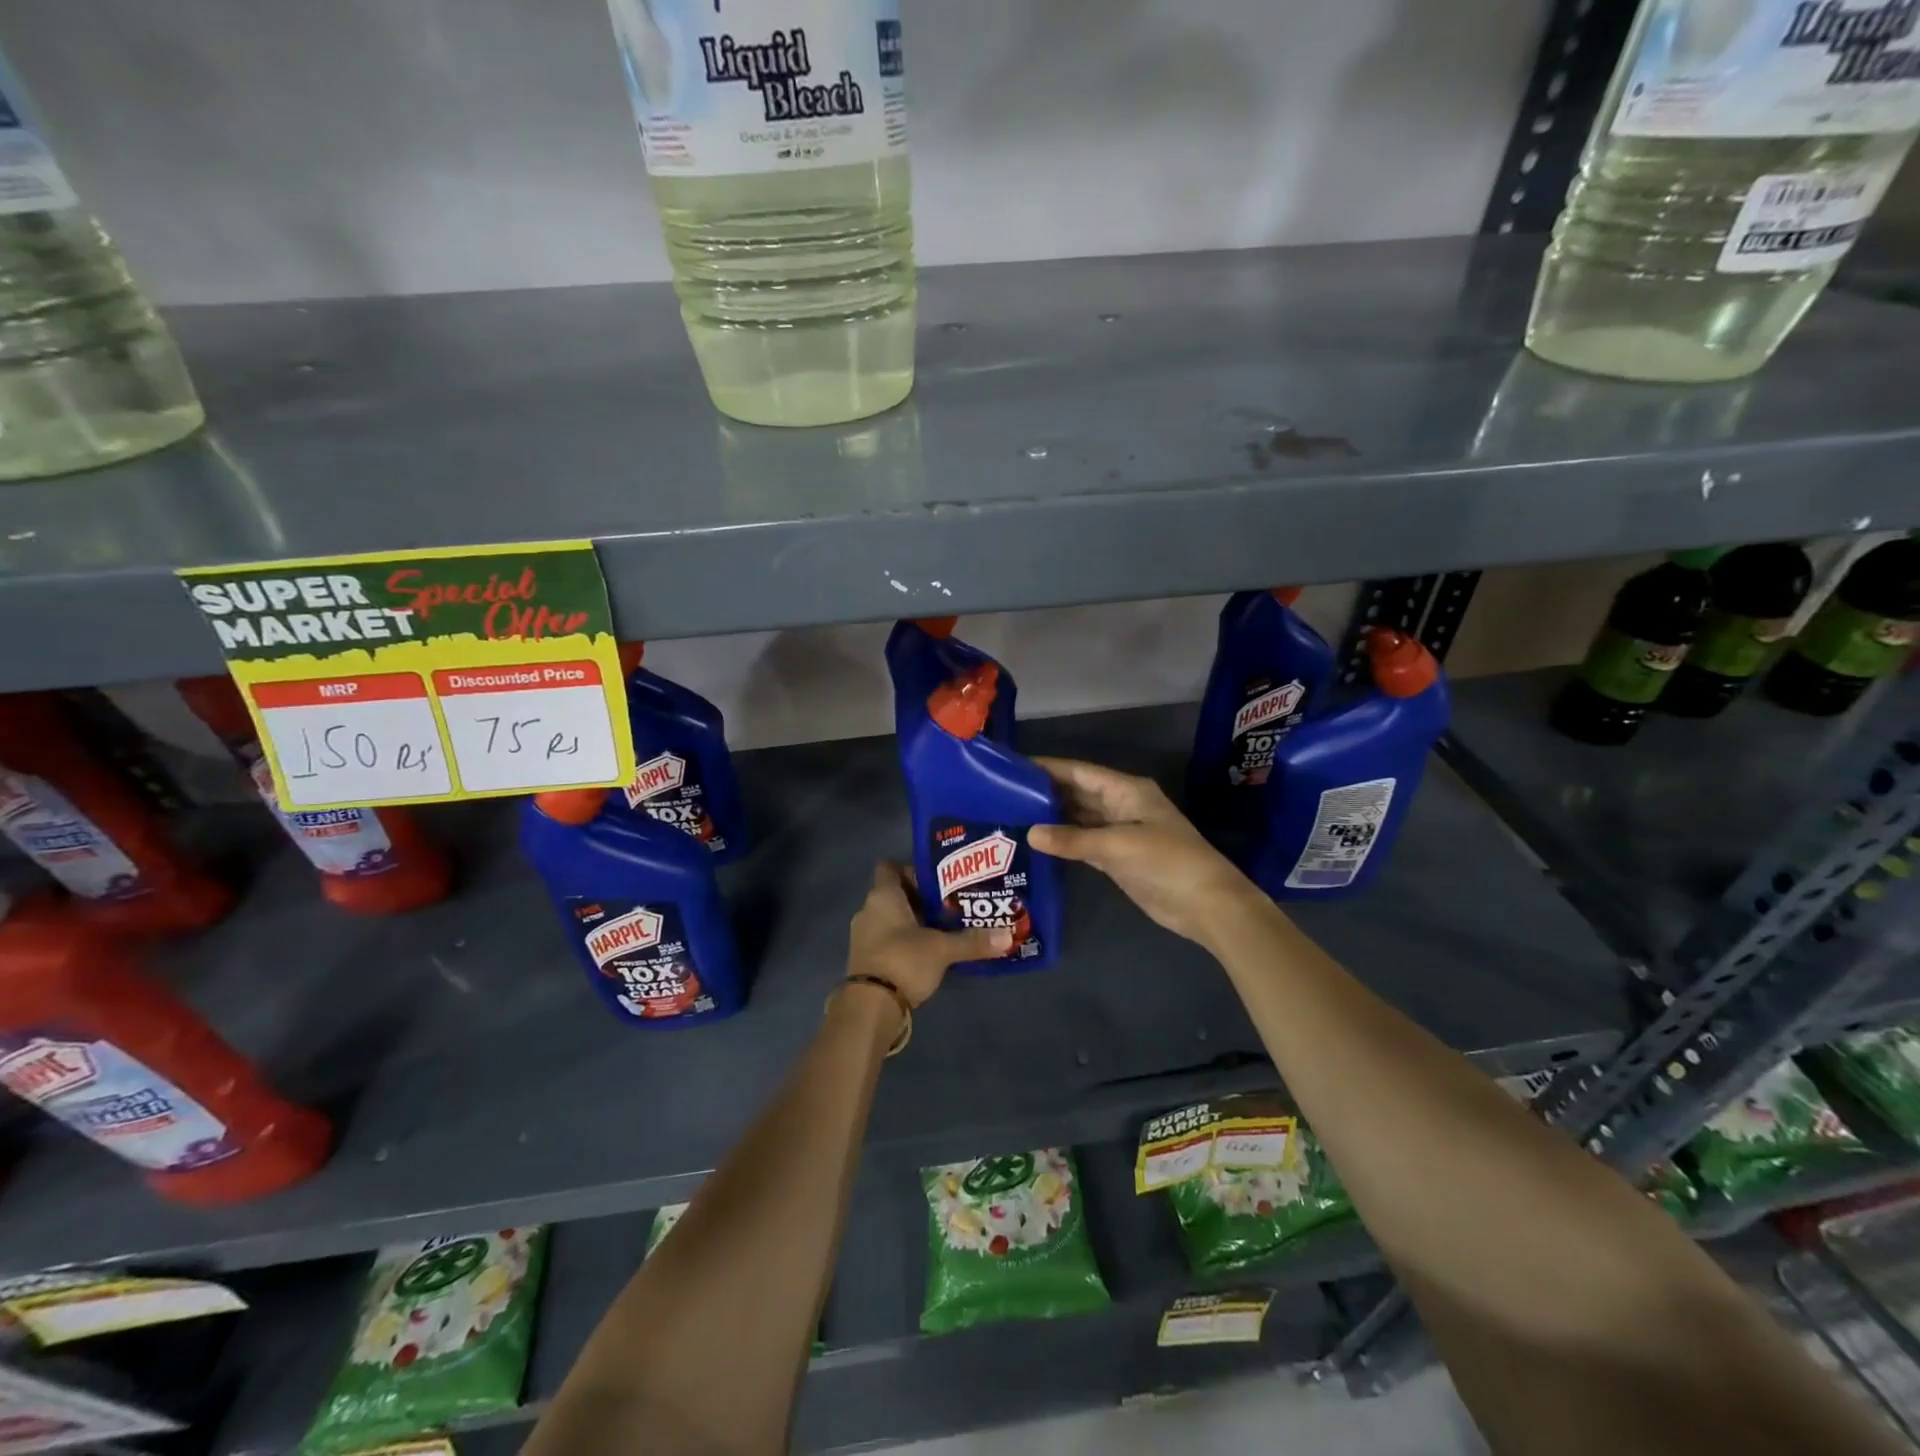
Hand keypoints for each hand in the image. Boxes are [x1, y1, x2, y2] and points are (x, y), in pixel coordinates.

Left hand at [846, 862, 1010, 1006]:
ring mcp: (863, 936)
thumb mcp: (942, 949)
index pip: (890, 868)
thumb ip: (973, 940)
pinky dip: (905, 942)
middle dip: (921, 899)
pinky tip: (929, 952)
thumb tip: (1008, 935)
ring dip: (914, 923)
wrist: (869, 1008)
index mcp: (882, 896)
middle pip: (895, 894)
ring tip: (945, 929)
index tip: (939, 879)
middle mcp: (868, 910)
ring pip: (891, 919)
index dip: (913, 870)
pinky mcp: (866, 960)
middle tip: (952, 904)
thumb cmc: (903, 961)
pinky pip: (887, 940)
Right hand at [1028, 757, 1264, 947]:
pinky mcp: (1117, 858)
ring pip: (1079, 818)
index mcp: (1127, 791)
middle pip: (1078, 793)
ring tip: (1013, 814)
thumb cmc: (1167, 862)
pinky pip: (1084, 842)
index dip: (1049, 767)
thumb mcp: (1118, 845)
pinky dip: (1063, 841)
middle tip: (1005, 793)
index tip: (1015, 766)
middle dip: (1046, 791)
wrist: (1206, 904)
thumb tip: (1030, 833)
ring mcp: (1120, 833)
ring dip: (1053, 817)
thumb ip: (1073, 839)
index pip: (1080, 772)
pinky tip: (1038, 842)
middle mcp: (1121, 806)